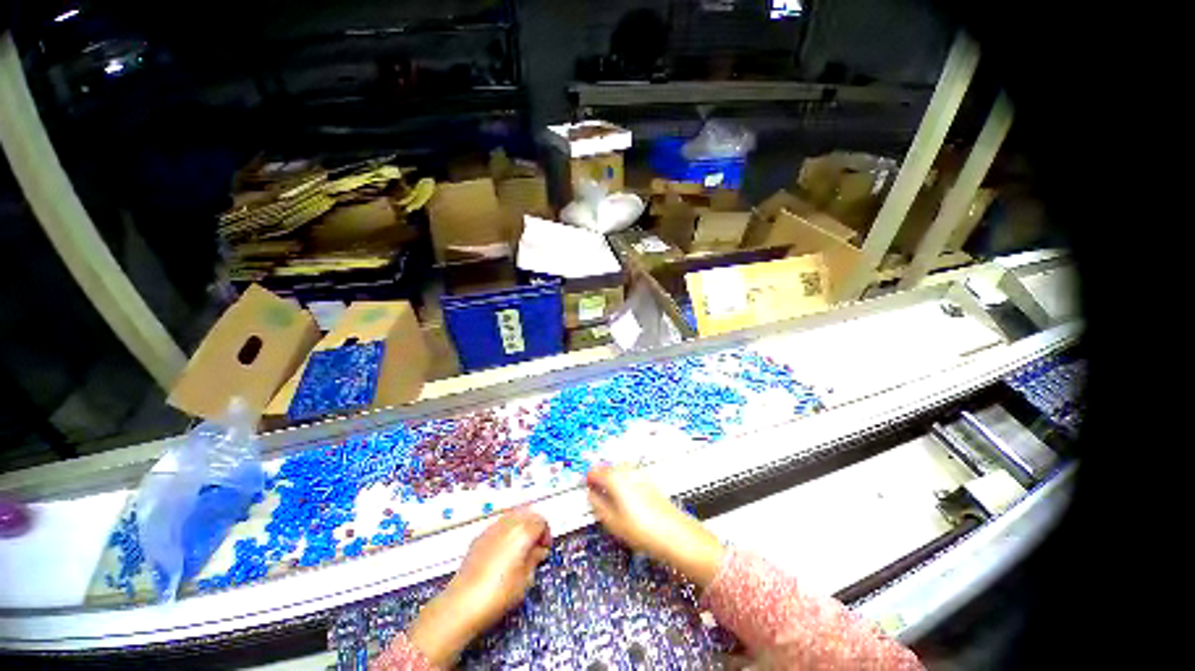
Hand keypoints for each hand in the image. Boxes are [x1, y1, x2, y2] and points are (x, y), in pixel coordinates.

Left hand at [406, 509, 550, 665]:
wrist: (462, 604)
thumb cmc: (499, 594)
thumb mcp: (525, 580)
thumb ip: (534, 559)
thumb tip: (538, 551)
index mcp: (523, 531)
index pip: (541, 521)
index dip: (546, 535)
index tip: (544, 550)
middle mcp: (508, 523)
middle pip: (528, 514)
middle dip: (534, 527)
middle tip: (535, 547)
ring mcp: (491, 528)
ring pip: (513, 517)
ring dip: (520, 527)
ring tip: (519, 549)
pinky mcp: (479, 537)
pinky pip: (499, 526)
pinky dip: (506, 532)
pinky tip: (503, 553)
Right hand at [586, 464, 723, 587]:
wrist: (676, 535)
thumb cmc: (644, 530)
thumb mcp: (613, 522)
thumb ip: (598, 505)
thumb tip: (591, 496)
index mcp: (616, 479)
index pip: (595, 471)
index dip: (587, 479)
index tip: (585, 487)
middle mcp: (628, 472)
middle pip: (608, 467)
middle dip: (600, 477)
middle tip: (595, 492)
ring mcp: (640, 475)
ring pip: (619, 470)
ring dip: (611, 479)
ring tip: (609, 497)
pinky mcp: (650, 482)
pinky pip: (630, 476)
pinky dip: (623, 482)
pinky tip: (625, 499)